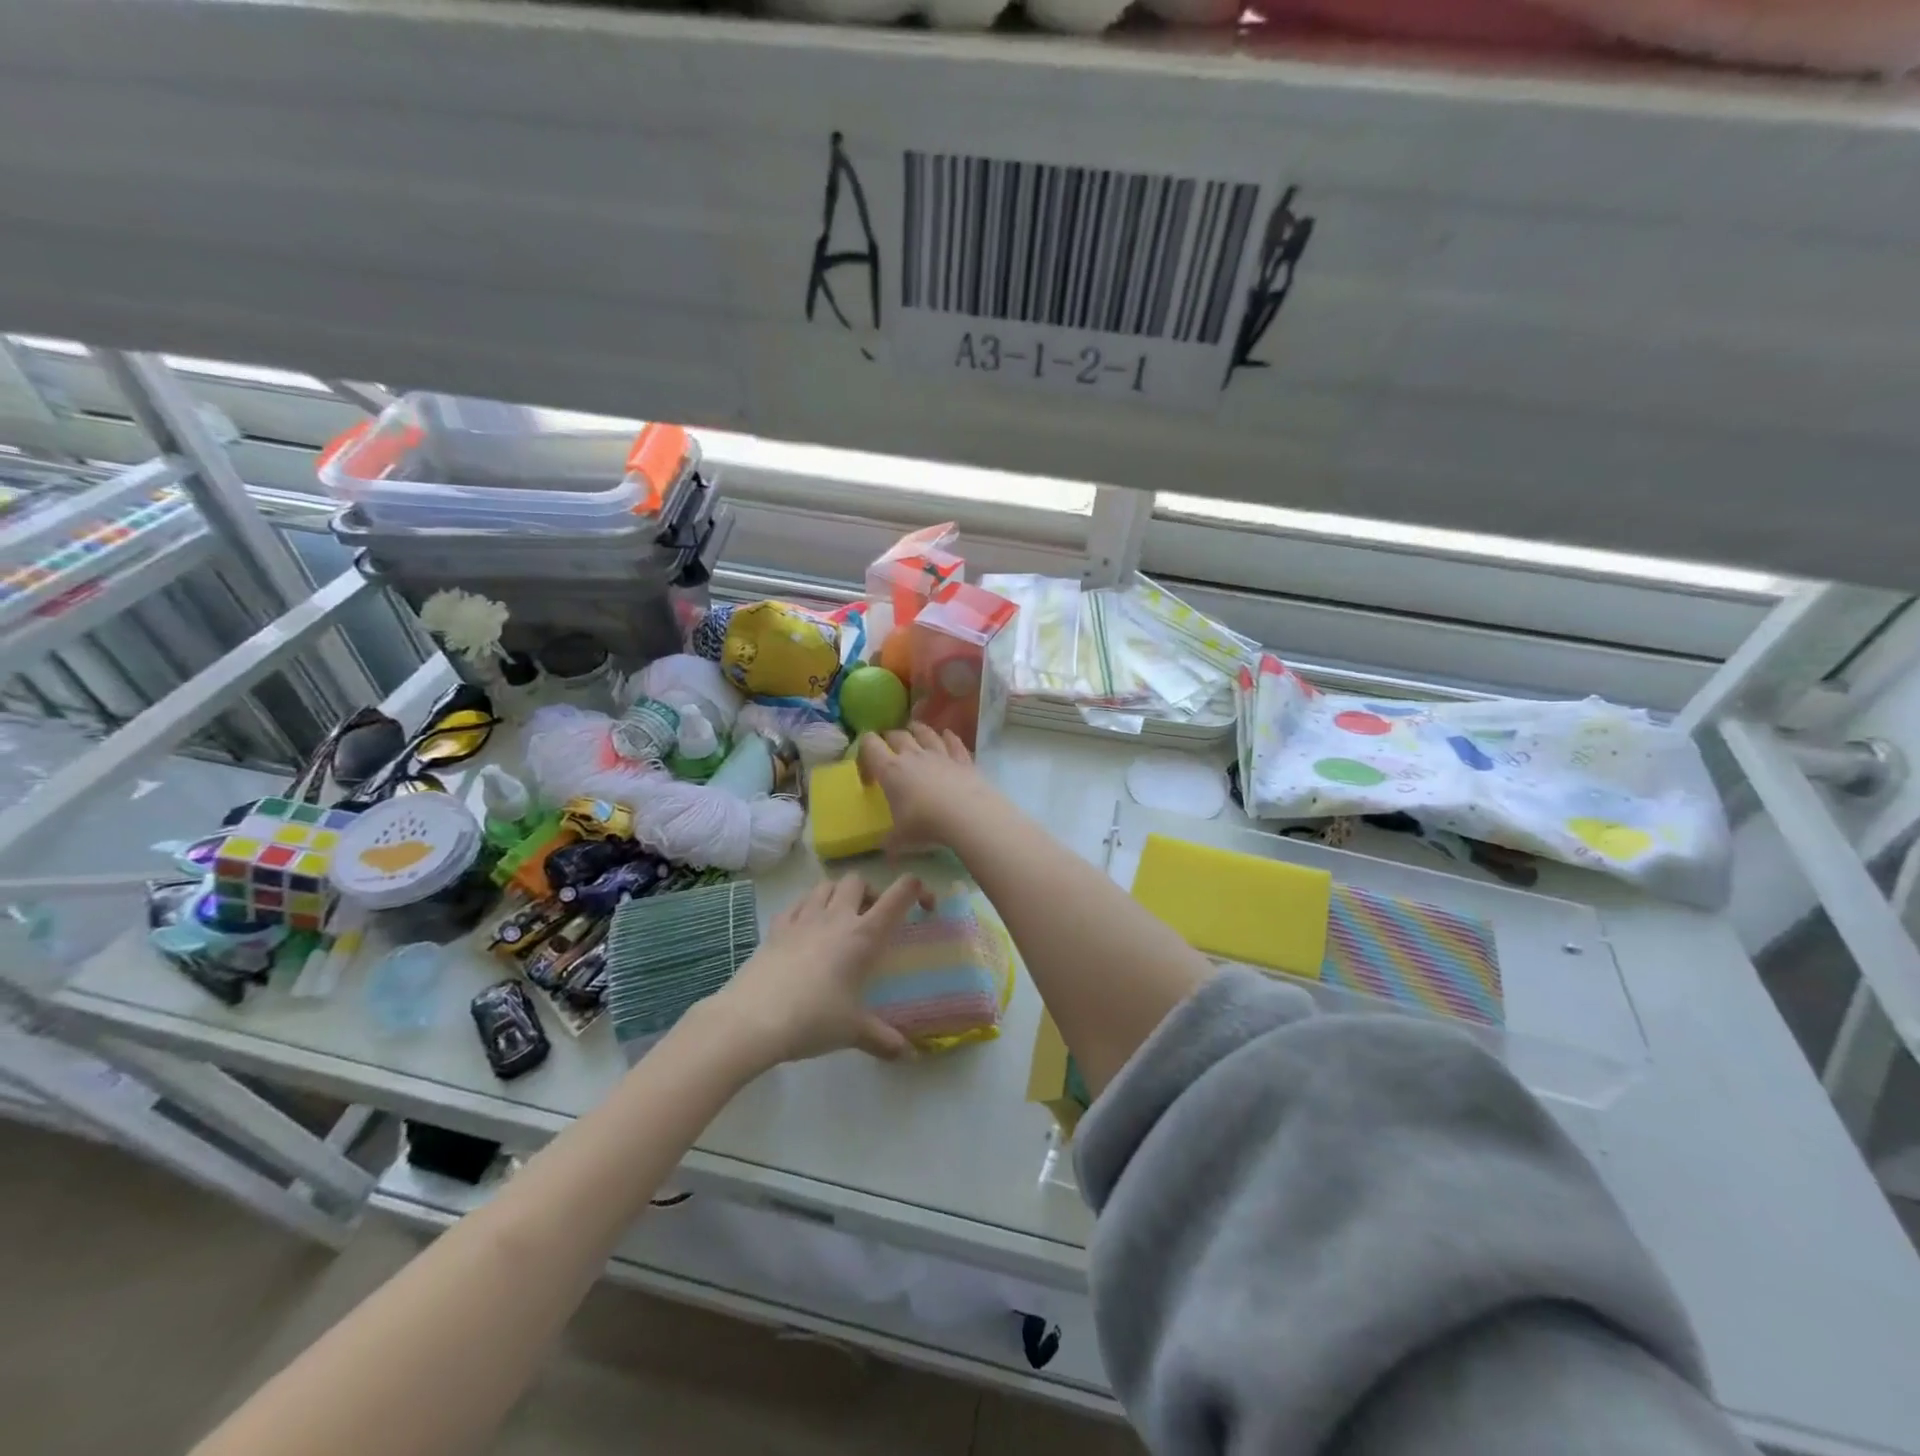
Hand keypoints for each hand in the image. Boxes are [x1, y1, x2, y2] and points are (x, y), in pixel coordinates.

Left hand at [705, 874, 928, 1068]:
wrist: (752, 1020)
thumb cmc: (813, 1020)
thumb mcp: (853, 1031)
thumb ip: (883, 1039)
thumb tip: (908, 1055)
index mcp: (864, 935)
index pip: (899, 894)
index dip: (918, 889)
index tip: (924, 905)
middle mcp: (836, 917)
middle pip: (858, 880)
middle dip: (870, 891)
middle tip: (872, 919)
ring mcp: (802, 918)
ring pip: (826, 884)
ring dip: (838, 894)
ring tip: (840, 920)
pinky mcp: (776, 927)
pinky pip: (797, 903)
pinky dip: (807, 907)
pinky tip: (806, 929)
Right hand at [856, 724, 988, 852]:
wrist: (967, 815)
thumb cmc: (925, 824)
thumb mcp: (900, 839)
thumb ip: (891, 842)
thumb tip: (887, 851)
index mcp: (891, 771)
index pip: (870, 746)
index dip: (864, 750)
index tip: (868, 768)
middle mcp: (913, 756)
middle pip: (897, 735)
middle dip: (889, 738)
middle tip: (888, 746)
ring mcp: (940, 754)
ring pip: (925, 733)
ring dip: (917, 729)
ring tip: (913, 728)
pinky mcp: (962, 759)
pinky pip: (953, 742)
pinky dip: (949, 737)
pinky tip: (948, 734)